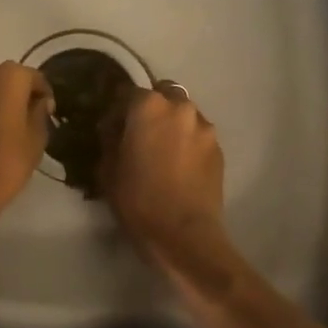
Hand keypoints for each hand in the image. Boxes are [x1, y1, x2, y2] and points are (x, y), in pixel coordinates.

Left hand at [0, 62, 53, 226]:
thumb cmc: (4, 163)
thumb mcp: (36, 141)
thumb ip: (40, 114)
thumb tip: (39, 102)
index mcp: (8, 75)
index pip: (35, 78)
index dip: (44, 97)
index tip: (48, 116)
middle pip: (8, 80)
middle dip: (19, 97)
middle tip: (28, 123)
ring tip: (6, 132)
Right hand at [102, 83, 236, 293]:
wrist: (184, 235)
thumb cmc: (138, 199)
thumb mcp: (108, 169)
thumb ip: (110, 139)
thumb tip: (113, 128)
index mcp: (148, 106)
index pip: (128, 92)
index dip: (118, 109)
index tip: (112, 128)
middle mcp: (180, 108)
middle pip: (163, 94)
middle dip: (152, 107)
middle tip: (141, 133)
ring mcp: (204, 127)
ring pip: (184, 114)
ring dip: (172, 124)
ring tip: (164, 150)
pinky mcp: (219, 149)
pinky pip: (198, 135)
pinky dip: (188, 142)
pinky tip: (180, 165)